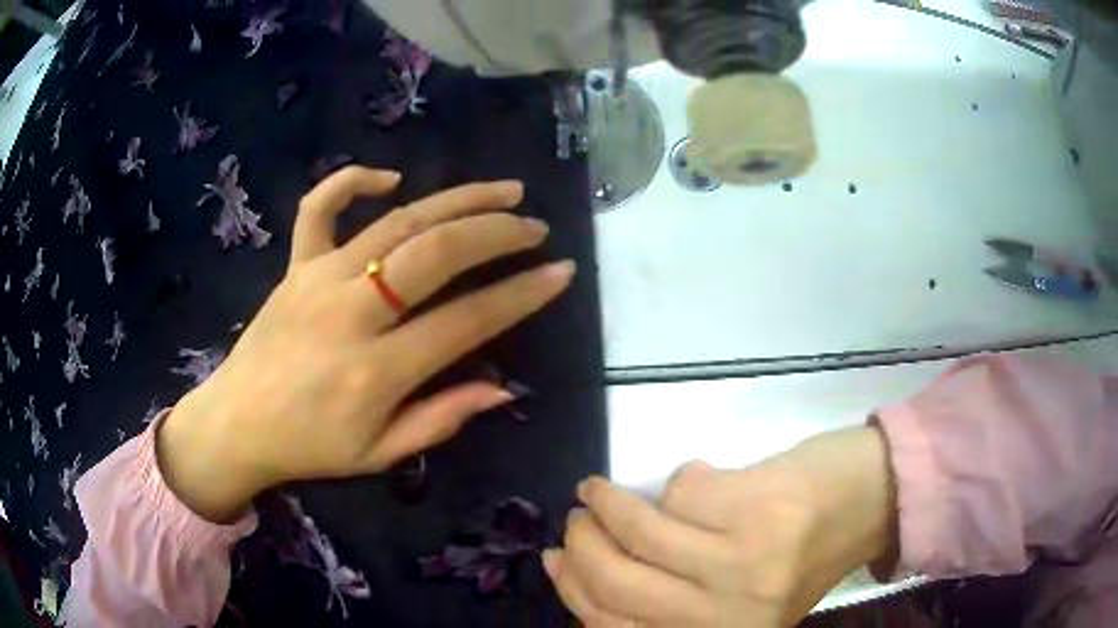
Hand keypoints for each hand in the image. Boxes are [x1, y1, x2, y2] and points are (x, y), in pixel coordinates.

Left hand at [157, 167, 575, 521]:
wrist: (236, 424)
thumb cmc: (309, 447)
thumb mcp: (379, 453)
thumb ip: (441, 419)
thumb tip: (502, 389)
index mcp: (375, 372)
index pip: (466, 321)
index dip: (520, 295)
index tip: (560, 274)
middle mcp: (350, 313)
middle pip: (434, 255)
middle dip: (495, 234)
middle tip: (534, 228)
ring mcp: (318, 279)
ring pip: (396, 222)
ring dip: (455, 200)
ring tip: (501, 191)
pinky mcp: (295, 266)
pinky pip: (319, 208)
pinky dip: (351, 182)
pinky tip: (389, 177)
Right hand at [544, 427, 895, 626]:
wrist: (862, 504)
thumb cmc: (792, 556)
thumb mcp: (725, 599)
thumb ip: (662, 600)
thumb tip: (579, 571)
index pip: (614, 626)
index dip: (573, 590)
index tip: (553, 557)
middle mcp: (725, 616)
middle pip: (617, 580)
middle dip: (582, 542)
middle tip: (576, 517)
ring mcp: (743, 564)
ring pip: (641, 529)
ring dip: (607, 502)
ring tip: (598, 489)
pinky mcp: (757, 511)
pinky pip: (681, 490)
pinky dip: (679, 480)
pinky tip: (698, 479)